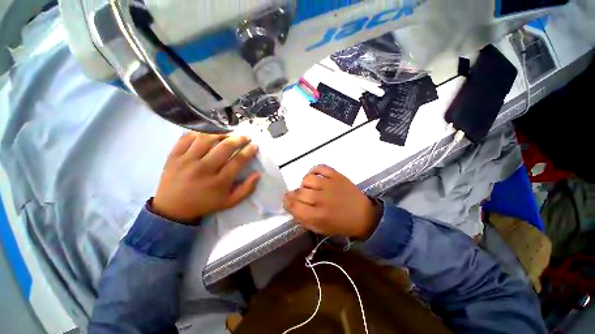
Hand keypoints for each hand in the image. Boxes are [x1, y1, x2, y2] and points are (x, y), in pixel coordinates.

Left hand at [152, 133, 260, 222]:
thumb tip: (258, 174)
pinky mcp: (174, 156)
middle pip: (224, 147)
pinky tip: (208, 135)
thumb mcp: (230, 202)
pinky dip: (199, 133)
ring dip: (221, 134)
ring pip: (206, 139)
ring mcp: (186, 161)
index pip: (238, 161)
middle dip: (239, 139)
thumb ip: (246, 189)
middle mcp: (203, 169)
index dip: (248, 151)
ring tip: (228, 134)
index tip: (254, 145)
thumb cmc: (205, 204)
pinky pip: (187, 137)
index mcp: (218, 182)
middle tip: (245, 137)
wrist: (172, 209)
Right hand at [283, 165, 380, 238]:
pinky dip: (314, 170)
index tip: (287, 201)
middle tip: (297, 195)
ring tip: (309, 187)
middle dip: (293, 194)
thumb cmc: (340, 225)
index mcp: (317, 216)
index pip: (294, 206)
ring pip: (307, 179)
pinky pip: (320, 168)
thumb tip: (291, 206)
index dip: (287, 202)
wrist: (363, 216)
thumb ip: (303, 219)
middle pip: (299, 192)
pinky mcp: (336, 176)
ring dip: (305, 184)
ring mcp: (329, 185)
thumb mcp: (320, 229)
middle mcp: (321, 199)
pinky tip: (315, 177)